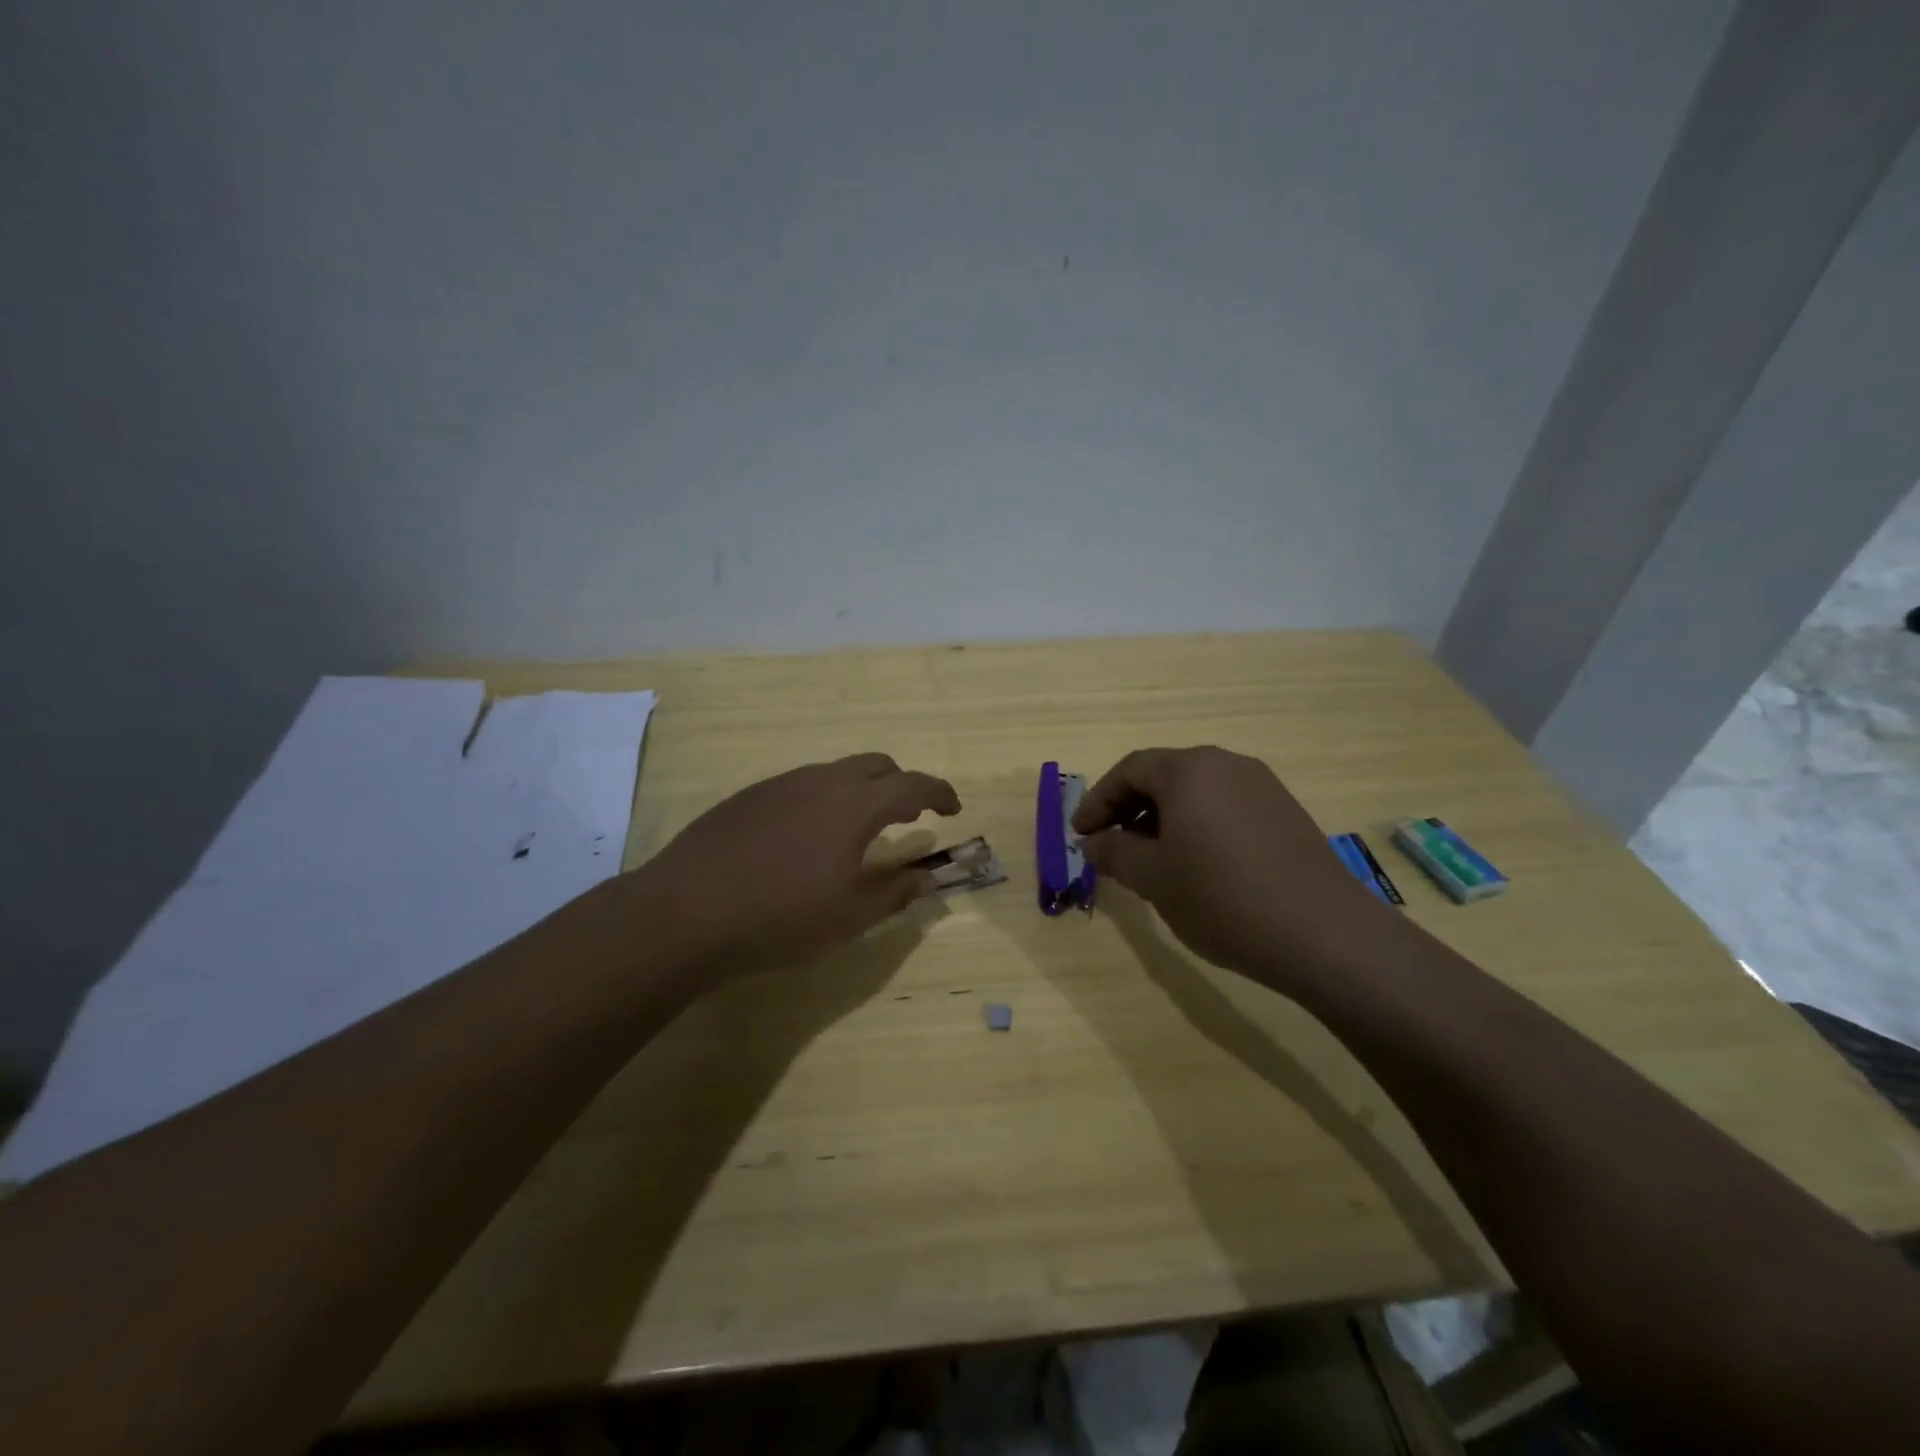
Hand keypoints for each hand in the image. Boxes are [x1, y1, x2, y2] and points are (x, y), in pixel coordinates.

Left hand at [637, 753, 961, 979]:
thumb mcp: (849, 916)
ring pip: (837, 772)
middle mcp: (821, 781)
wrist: (685, 911)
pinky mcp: (750, 795)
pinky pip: (803, 784)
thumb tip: (927, 878)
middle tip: (908, 817)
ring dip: (861, 790)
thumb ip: (895, 893)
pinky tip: (807, 837)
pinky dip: (825, 798)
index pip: (913, 785)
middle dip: (901, 784)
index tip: (953, 809)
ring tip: (858, 829)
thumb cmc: (779, 918)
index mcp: (854, 806)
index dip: (939, 793)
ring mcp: (782, 784)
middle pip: (876, 765)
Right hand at [1073, 747, 1396, 987]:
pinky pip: (1225, 806)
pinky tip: (1196, 864)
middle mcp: (1225, 764)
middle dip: (1129, 808)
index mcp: (1189, 770)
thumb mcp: (1153, 878)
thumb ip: (1114, 852)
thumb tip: (1093, 842)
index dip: (1097, 802)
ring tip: (1150, 859)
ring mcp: (1261, 786)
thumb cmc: (1221, 898)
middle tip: (1110, 845)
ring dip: (1163, 818)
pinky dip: (1197, 825)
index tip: (1080, 835)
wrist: (1324, 934)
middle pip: (1163, 775)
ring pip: (1195, 791)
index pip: (1128, 771)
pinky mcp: (1284, 811)